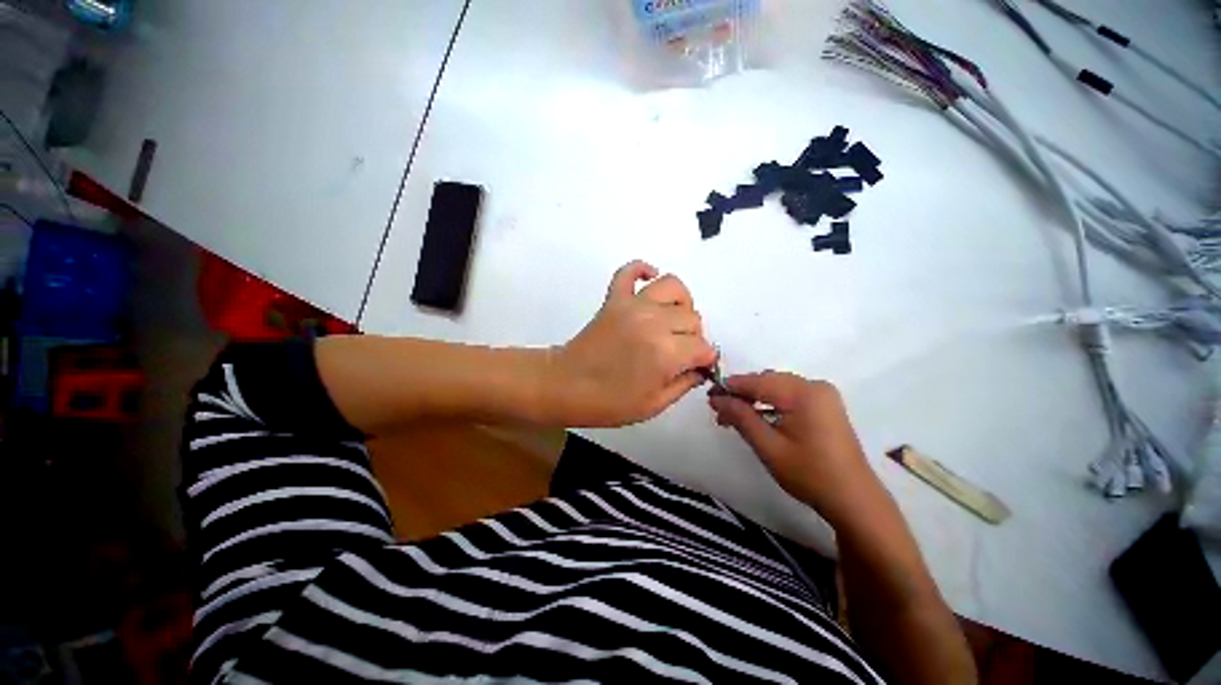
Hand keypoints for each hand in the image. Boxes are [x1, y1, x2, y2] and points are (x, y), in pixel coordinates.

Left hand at [550, 261, 717, 426]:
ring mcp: (632, 305)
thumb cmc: (609, 403)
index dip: (704, 360)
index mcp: (666, 352)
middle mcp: (654, 321)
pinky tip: (649, 280)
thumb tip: (701, 368)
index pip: (703, 347)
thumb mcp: (654, 405)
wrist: (565, 386)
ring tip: (671, 320)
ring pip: (673, 287)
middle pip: (692, 317)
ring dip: (679, 304)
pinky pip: (629, 270)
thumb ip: (685, 384)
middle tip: (679, 352)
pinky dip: (642, 270)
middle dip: (693, 337)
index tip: (697, 367)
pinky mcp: (614, 298)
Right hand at [708, 372, 879, 524]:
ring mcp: (823, 395)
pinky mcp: (825, 405)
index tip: (709, 398)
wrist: (854, 499)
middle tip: (720, 412)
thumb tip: (716, 398)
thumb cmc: (809, 474)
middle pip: (767, 381)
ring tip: (734, 418)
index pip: (757, 381)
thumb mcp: (769, 447)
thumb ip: (741, 417)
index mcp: (803, 393)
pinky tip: (758, 418)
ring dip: (754, 398)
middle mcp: (814, 385)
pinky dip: (771, 403)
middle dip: (741, 394)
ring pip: (777, 387)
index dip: (730, 387)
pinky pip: (789, 395)